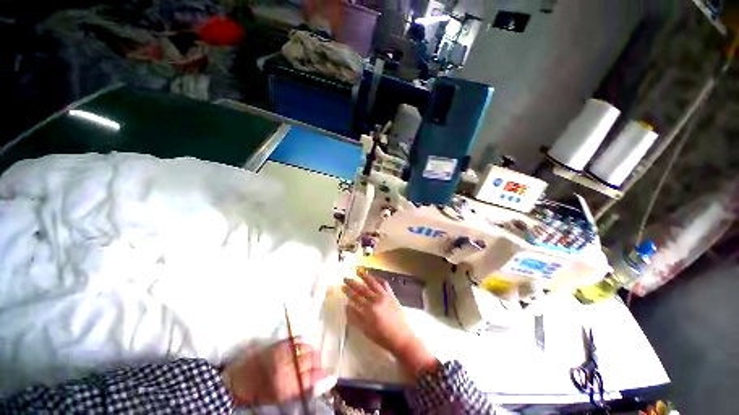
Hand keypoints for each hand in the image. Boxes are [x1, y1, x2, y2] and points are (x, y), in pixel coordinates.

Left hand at [221, 339, 325, 405]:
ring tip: (307, 357)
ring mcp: (282, 353)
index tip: (328, 374)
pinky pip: (296, 339)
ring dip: (310, 351)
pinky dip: (301, 342)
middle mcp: (287, 367)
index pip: (314, 375)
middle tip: (316, 366)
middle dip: (317, 361)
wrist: (237, 383)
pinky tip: (300, 347)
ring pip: (306, 347)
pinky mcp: (277, 344)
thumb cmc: (260, 394)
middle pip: (312, 358)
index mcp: (288, 385)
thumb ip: (304, 388)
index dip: (323, 373)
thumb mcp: (282, 397)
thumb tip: (324, 379)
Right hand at [342, 269, 437, 375]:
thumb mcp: (366, 330)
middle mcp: (377, 299)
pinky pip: (385, 284)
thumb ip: (355, 317)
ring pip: (374, 283)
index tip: (342, 286)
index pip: (356, 297)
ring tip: (359, 271)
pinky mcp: (392, 296)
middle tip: (346, 278)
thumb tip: (347, 306)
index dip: (348, 292)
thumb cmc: (382, 337)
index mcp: (370, 309)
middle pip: (363, 289)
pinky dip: (379, 280)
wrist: (401, 338)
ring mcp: (386, 296)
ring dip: (365, 277)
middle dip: (353, 283)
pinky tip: (375, 278)